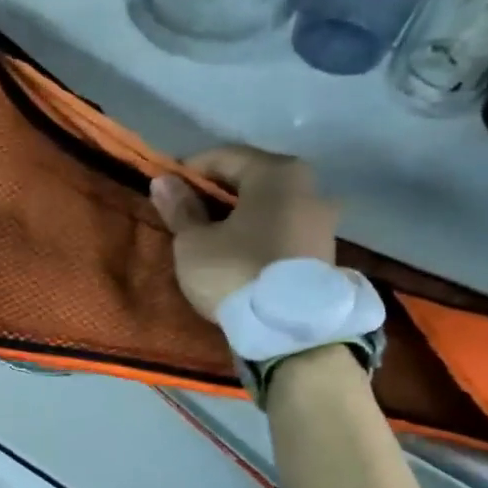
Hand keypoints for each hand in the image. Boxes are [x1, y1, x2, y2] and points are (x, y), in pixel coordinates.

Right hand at [149, 147, 338, 319]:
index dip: (191, 170)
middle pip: (252, 179)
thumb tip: (164, 181)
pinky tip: (238, 251)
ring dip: (240, 214)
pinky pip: (283, 228)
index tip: (167, 188)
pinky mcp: (324, 251)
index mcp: (276, 173)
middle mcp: (309, 186)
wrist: (289, 330)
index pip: (224, 156)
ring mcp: (322, 220)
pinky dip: (259, 233)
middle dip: (217, 192)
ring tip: (211, 235)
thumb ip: (180, 209)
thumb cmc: (235, 272)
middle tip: (187, 211)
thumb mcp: (194, 243)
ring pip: (270, 205)